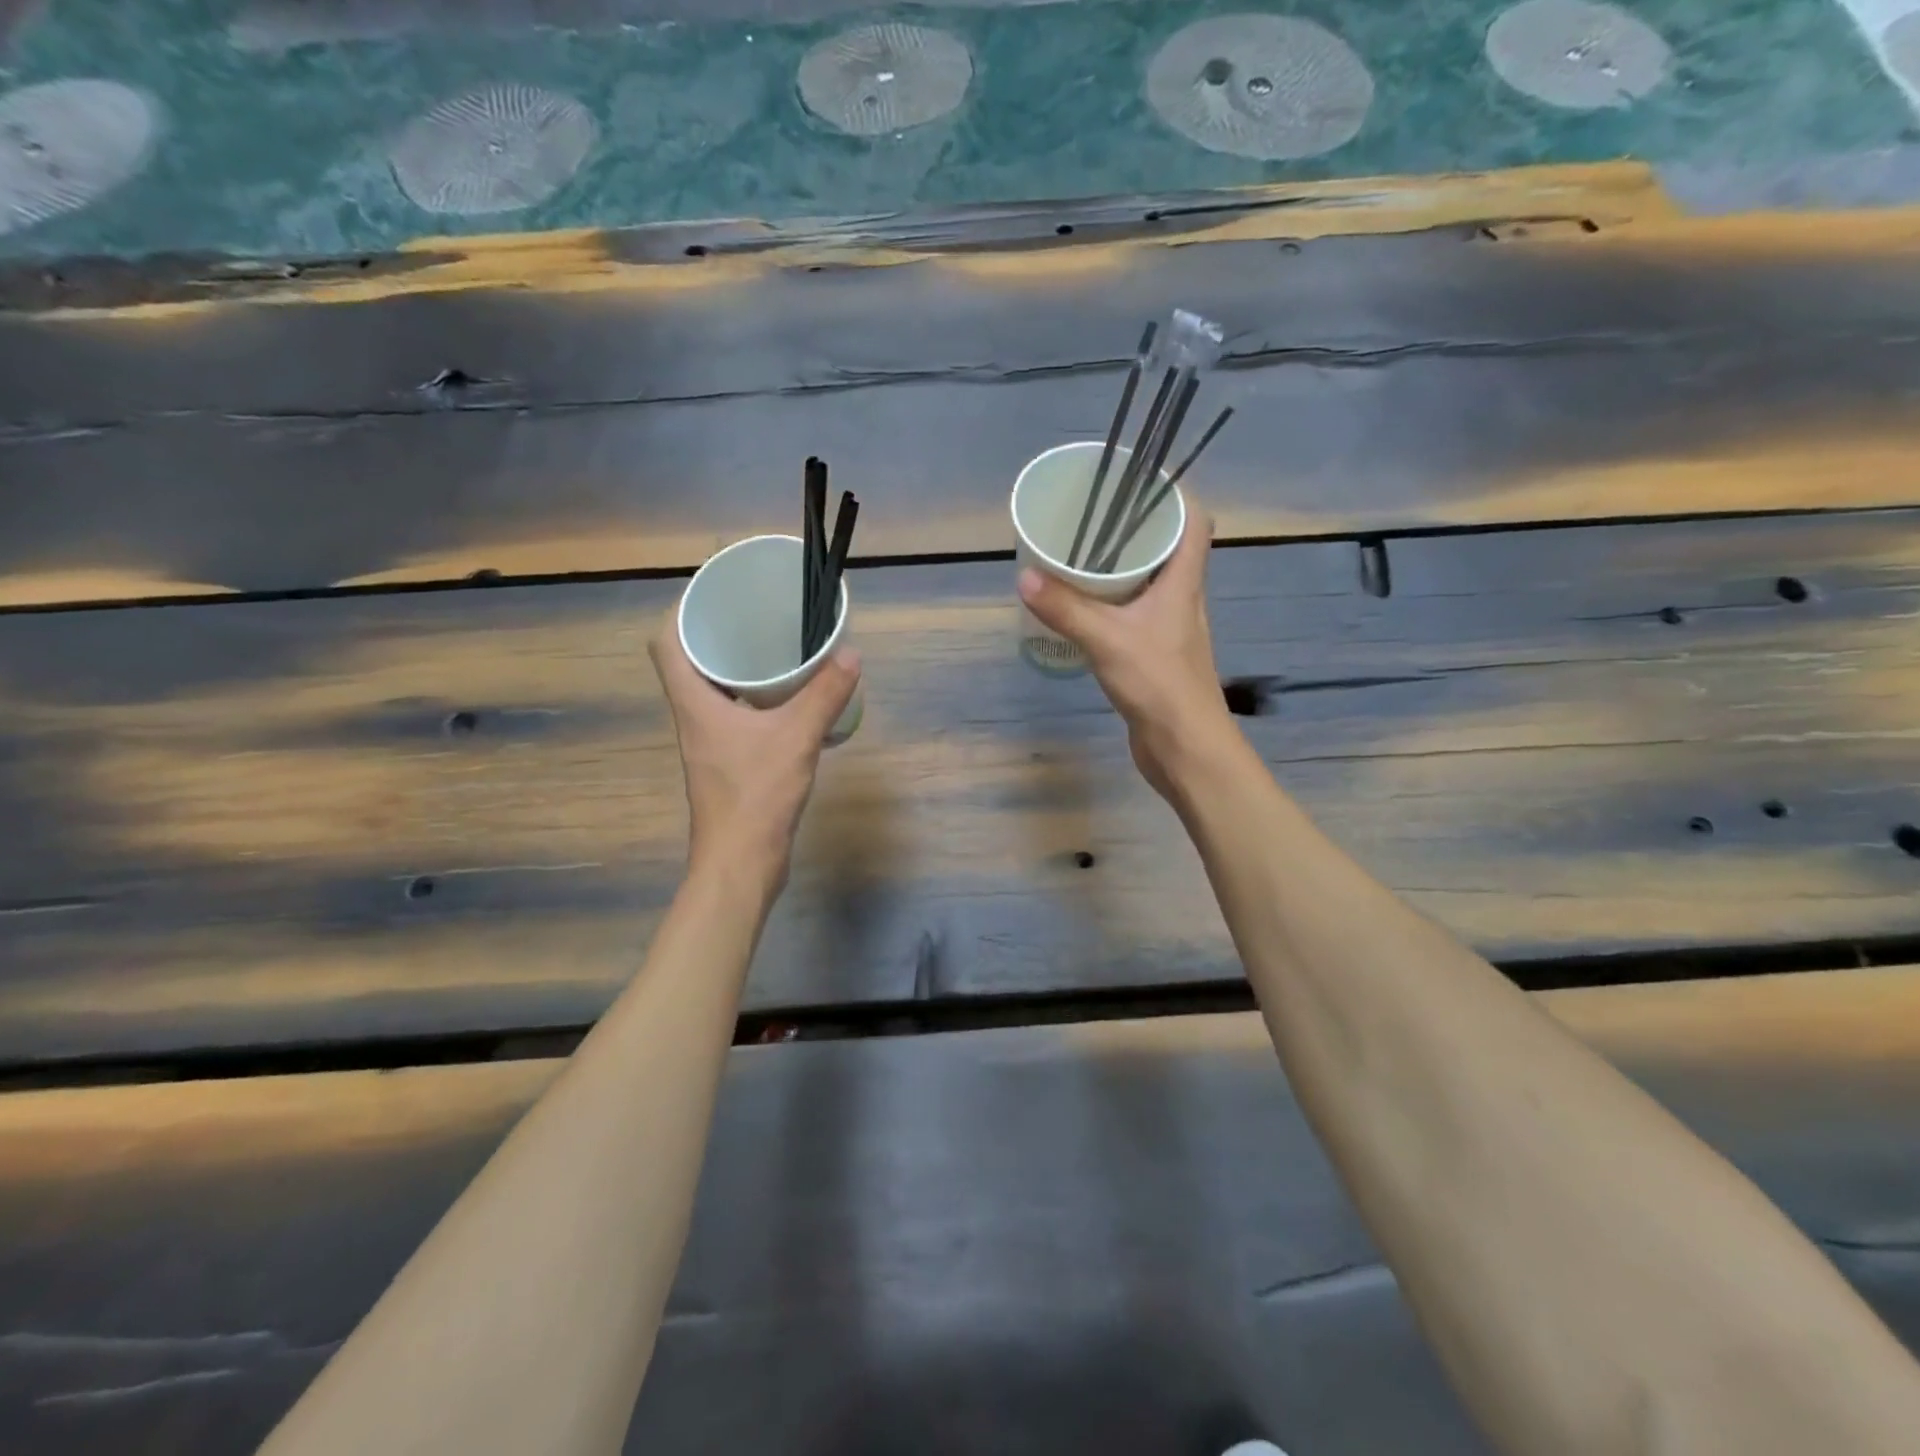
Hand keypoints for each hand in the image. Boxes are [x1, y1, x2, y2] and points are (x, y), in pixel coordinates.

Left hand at [649, 627, 860, 886]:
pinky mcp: (727, 763)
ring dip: (737, 668)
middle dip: (717, 634)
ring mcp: (709, 744)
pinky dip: (754, 699)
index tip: (716, 594)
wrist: (740, 864)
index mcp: (694, 703)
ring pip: (713, 691)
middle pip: (689, 663)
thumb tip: (850, 655)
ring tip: (775, 649)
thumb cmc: (756, 796)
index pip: (666, 643)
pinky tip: (788, 701)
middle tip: (756, 615)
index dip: (683, 612)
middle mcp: (694, 718)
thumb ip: (824, 696)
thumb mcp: (796, 739)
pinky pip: (734, 715)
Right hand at [1018, 506, 1235, 799]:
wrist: (1186, 748)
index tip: (1134, 485)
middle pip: (1168, 550)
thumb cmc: (1158, 684)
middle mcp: (1183, 600)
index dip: (1172, 497)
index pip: (1195, 522)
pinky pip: (1134, 617)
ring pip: (1149, 585)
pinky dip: (1112, 607)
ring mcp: (1171, 630)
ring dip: (1121, 571)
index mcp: (1184, 582)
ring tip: (1080, 559)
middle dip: (1133, 531)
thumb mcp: (1107, 639)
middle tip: (1092, 521)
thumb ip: (1066, 607)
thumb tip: (1024, 575)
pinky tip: (1083, 613)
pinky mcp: (1156, 656)